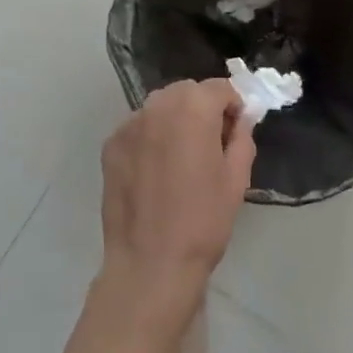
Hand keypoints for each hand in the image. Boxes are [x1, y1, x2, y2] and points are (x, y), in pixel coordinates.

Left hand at [98, 79, 256, 328]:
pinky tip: (156, 170)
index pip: (220, 88)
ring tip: (181, 157)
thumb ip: (241, 136)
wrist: (150, 265)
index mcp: (193, 108)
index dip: (233, 106)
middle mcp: (158, 105)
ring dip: (175, 119)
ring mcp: (129, 123)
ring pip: (160, 106)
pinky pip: (139, 127)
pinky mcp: (111, 144)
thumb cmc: (203, 221)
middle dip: (203, 108)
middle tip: (211, 143)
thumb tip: (239, 119)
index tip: (236, 131)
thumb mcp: (237, 178)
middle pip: (187, 92)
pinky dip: (151, 136)